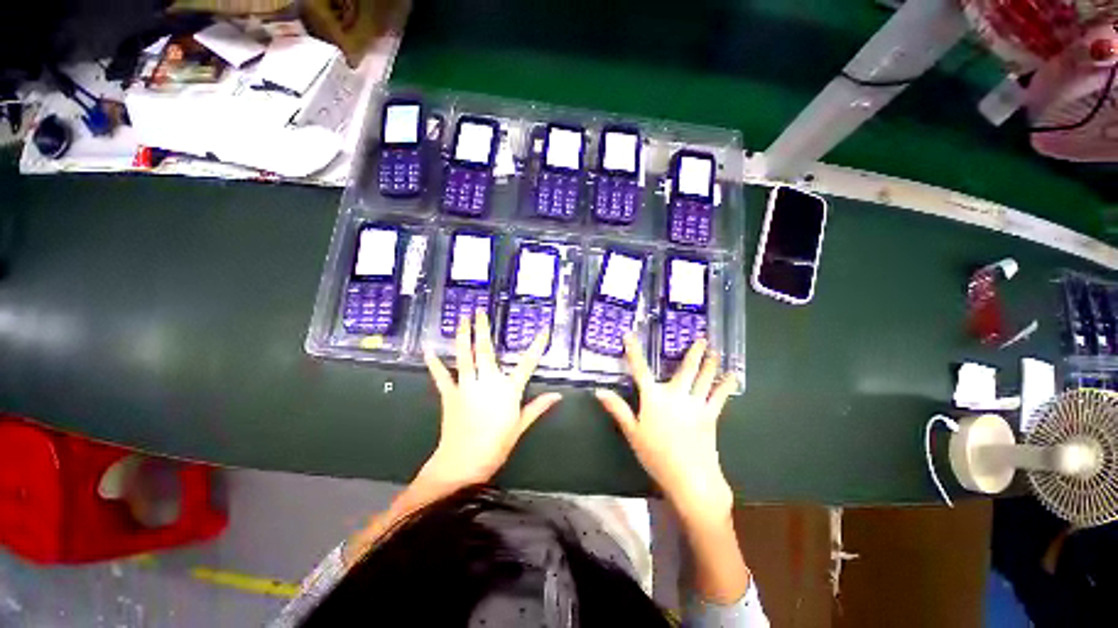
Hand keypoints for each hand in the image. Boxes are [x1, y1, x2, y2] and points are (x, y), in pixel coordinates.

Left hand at [419, 311, 560, 487]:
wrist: (462, 463)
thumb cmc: (495, 446)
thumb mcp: (520, 426)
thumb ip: (538, 407)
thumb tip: (558, 396)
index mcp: (508, 390)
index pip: (528, 364)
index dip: (537, 346)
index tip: (543, 330)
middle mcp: (488, 382)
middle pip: (486, 351)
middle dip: (483, 329)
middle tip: (479, 311)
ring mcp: (467, 386)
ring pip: (464, 356)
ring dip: (462, 336)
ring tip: (461, 320)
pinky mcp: (450, 394)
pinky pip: (442, 376)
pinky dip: (435, 363)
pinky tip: (429, 350)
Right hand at [595, 335, 736, 523]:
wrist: (690, 478)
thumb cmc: (656, 455)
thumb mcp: (632, 432)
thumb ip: (617, 409)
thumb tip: (599, 391)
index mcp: (654, 398)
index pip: (640, 370)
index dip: (633, 352)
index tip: (629, 335)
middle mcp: (676, 395)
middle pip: (685, 369)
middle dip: (693, 353)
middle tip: (702, 338)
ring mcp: (696, 404)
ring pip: (704, 379)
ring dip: (710, 363)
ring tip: (716, 351)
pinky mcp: (710, 416)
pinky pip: (719, 396)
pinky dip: (726, 385)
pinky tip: (732, 376)